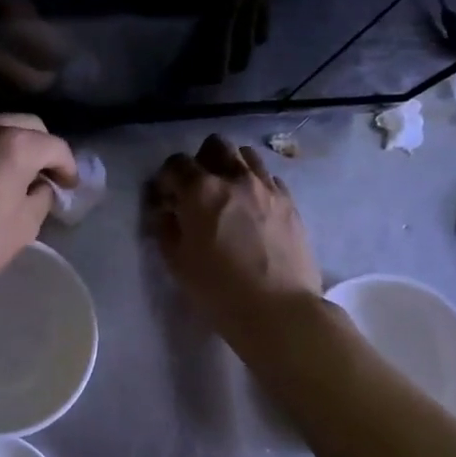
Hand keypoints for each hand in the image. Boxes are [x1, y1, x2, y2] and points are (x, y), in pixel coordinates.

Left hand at [0, 113, 76, 308]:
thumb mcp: (24, 225)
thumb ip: (41, 196)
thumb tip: (40, 185)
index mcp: (14, 143)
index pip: (55, 146)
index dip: (68, 167)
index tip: (69, 186)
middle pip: (27, 126)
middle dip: (41, 149)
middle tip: (45, 176)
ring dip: (12, 145)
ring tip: (15, 174)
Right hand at [147, 135, 322, 341]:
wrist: (279, 310)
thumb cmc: (219, 290)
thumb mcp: (178, 263)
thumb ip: (166, 229)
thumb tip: (165, 211)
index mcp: (201, 191)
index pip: (176, 164)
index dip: (167, 178)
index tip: (166, 197)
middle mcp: (235, 178)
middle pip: (216, 146)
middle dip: (202, 160)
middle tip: (198, 188)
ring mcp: (267, 187)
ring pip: (247, 155)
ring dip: (232, 166)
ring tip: (229, 192)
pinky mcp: (290, 202)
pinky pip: (270, 178)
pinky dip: (257, 184)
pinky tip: (254, 208)